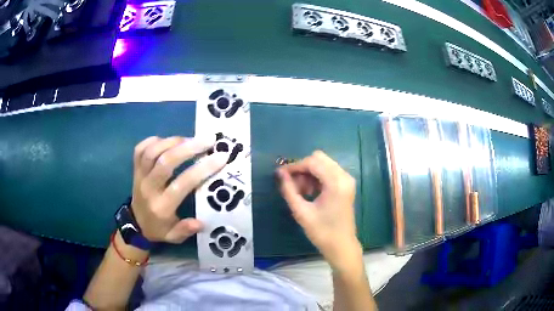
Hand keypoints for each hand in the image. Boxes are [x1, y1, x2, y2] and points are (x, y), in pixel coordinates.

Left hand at [131, 136, 227, 243]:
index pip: (182, 184)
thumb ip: (185, 230)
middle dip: (189, 148)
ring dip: (173, 141)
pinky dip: (154, 140)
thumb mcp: (173, 237)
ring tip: (190, 139)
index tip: (221, 157)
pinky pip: (140, 149)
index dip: (202, 169)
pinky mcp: (135, 169)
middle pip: (165, 162)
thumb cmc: (159, 229)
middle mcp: (149, 188)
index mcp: (161, 207)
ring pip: (152, 152)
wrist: (135, 224)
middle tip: (208, 140)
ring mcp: (139, 176)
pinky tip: (168, 141)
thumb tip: (201, 222)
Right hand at [277, 151, 361, 270]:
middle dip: (302, 168)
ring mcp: (347, 179)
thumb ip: (289, 190)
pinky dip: (317, 177)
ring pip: (323, 164)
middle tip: (291, 184)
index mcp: (336, 183)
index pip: (312, 162)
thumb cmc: (322, 232)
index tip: (280, 174)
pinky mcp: (346, 184)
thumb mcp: (301, 212)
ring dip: (309, 173)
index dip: (294, 166)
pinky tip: (310, 192)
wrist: (341, 245)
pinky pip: (328, 171)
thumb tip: (279, 173)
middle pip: (319, 158)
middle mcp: (344, 176)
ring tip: (300, 192)